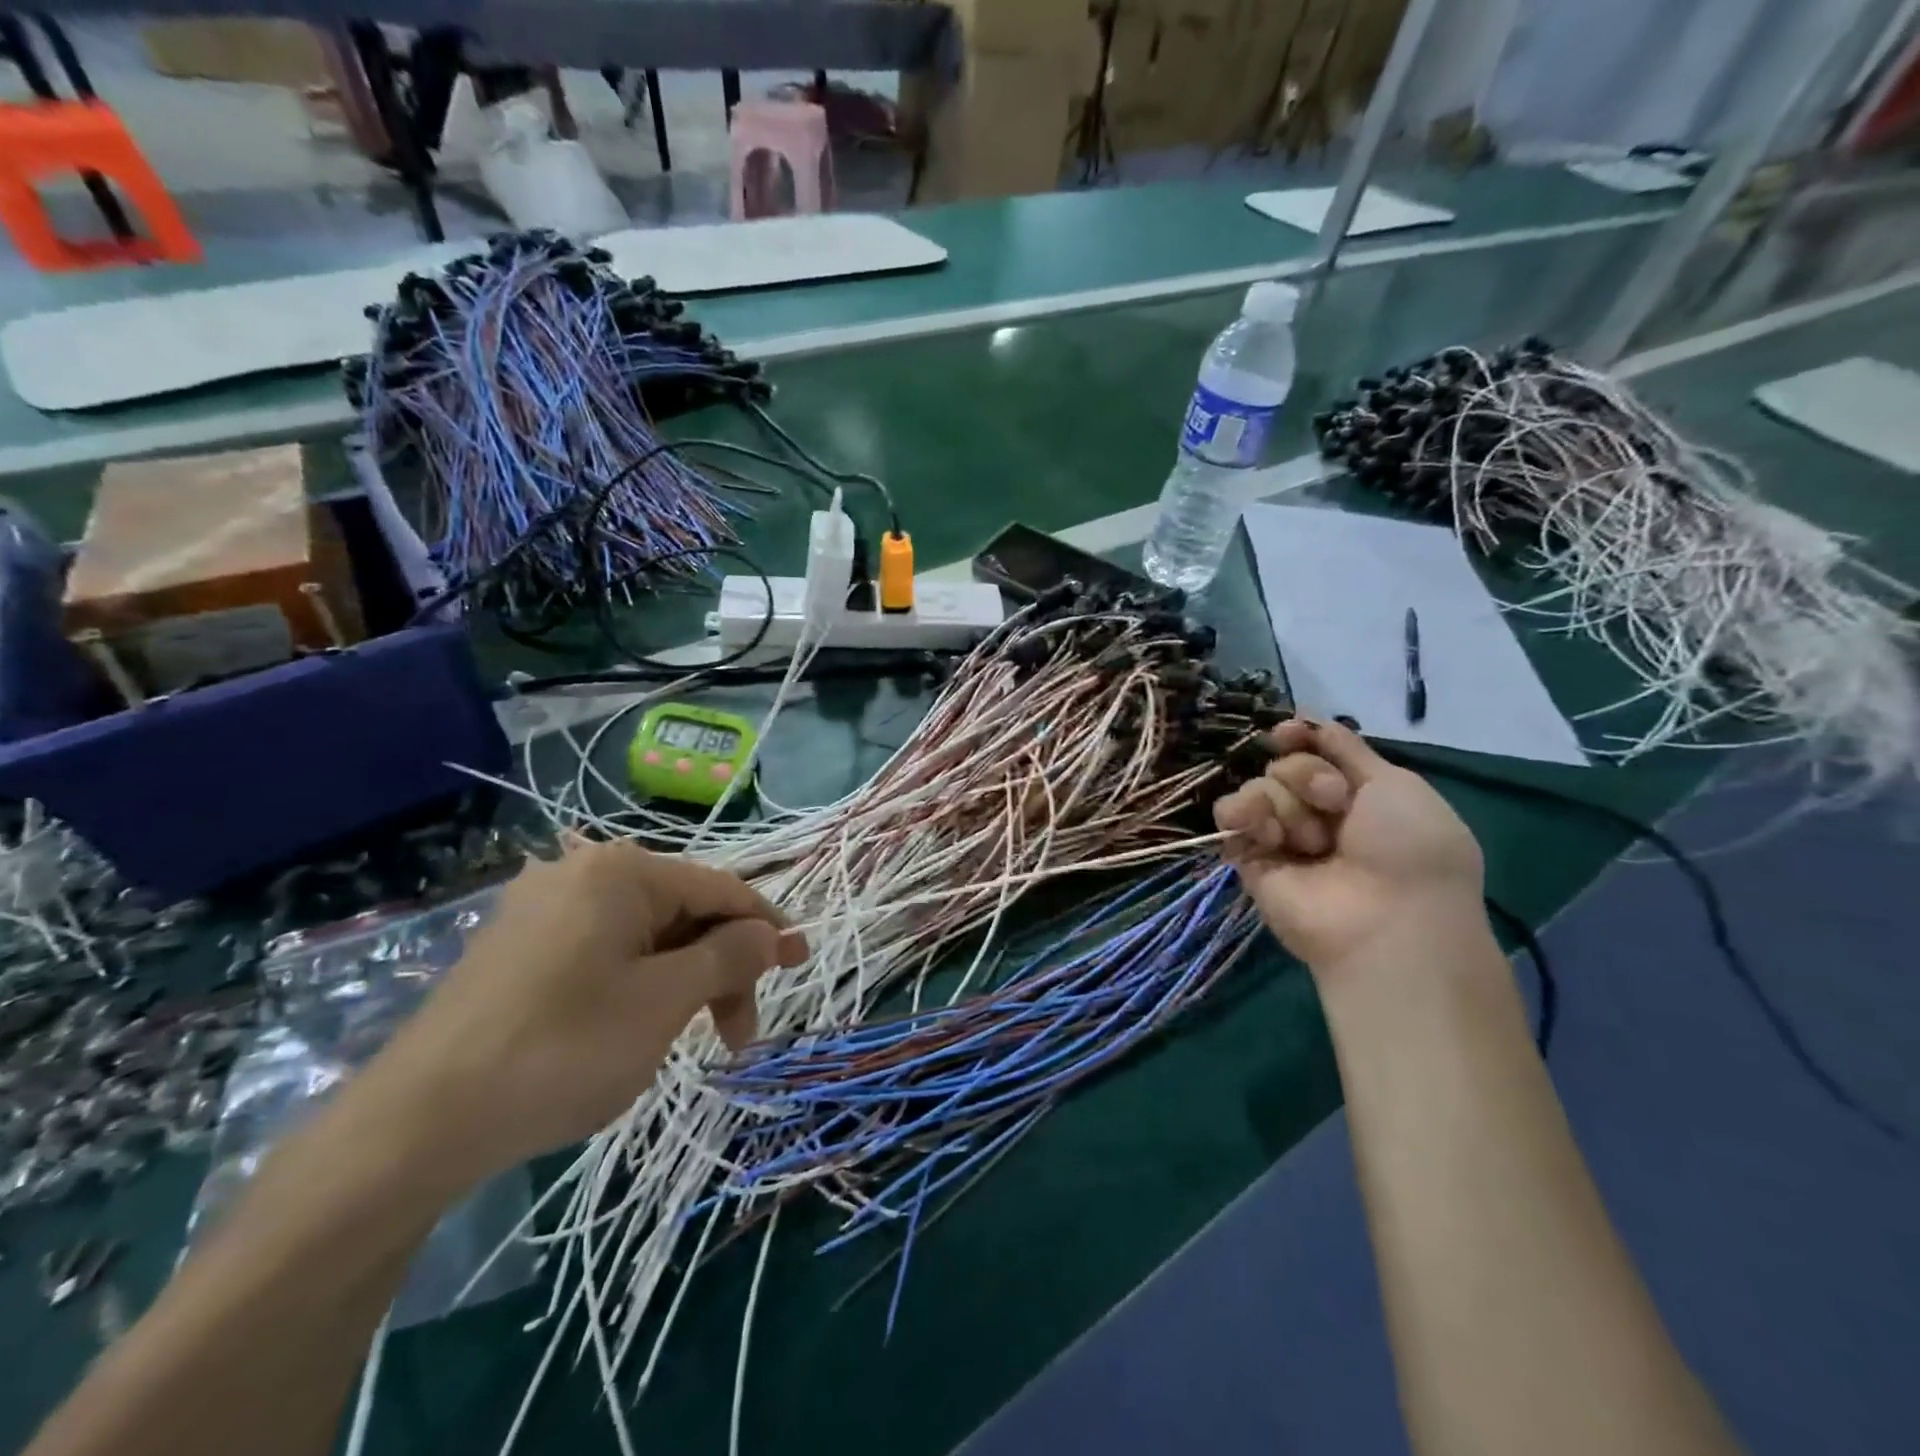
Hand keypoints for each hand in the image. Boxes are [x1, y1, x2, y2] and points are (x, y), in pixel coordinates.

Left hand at [366, 840, 806, 1182]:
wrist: (414, 1127)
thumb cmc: (559, 1050)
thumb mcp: (663, 1003)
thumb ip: (728, 957)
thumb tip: (769, 933)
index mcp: (621, 871)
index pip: (721, 889)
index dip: (768, 927)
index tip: (803, 964)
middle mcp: (582, 873)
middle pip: (684, 913)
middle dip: (722, 968)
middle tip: (739, 1034)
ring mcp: (545, 910)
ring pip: (647, 937)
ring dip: (684, 983)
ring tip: (693, 1041)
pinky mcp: (521, 948)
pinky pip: (607, 952)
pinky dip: (642, 985)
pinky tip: (639, 1028)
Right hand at [1213, 719, 1485, 975]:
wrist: (1386, 919)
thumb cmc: (1409, 847)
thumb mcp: (1394, 783)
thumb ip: (1346, 748)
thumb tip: (1305, 716)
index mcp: (1355, 794)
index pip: (1311, 748)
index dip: (1299, 736)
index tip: (1289, 732)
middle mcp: (1315, 813)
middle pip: (1285, 765)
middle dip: (1308, 777)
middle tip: (1335, 806)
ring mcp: (1280, 836)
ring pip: (1258, 787)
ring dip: (1286, 804)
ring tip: (1310, 840)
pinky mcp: (1249, 858)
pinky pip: (1230, 816)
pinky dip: (1243, 814)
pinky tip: (1268, 833)